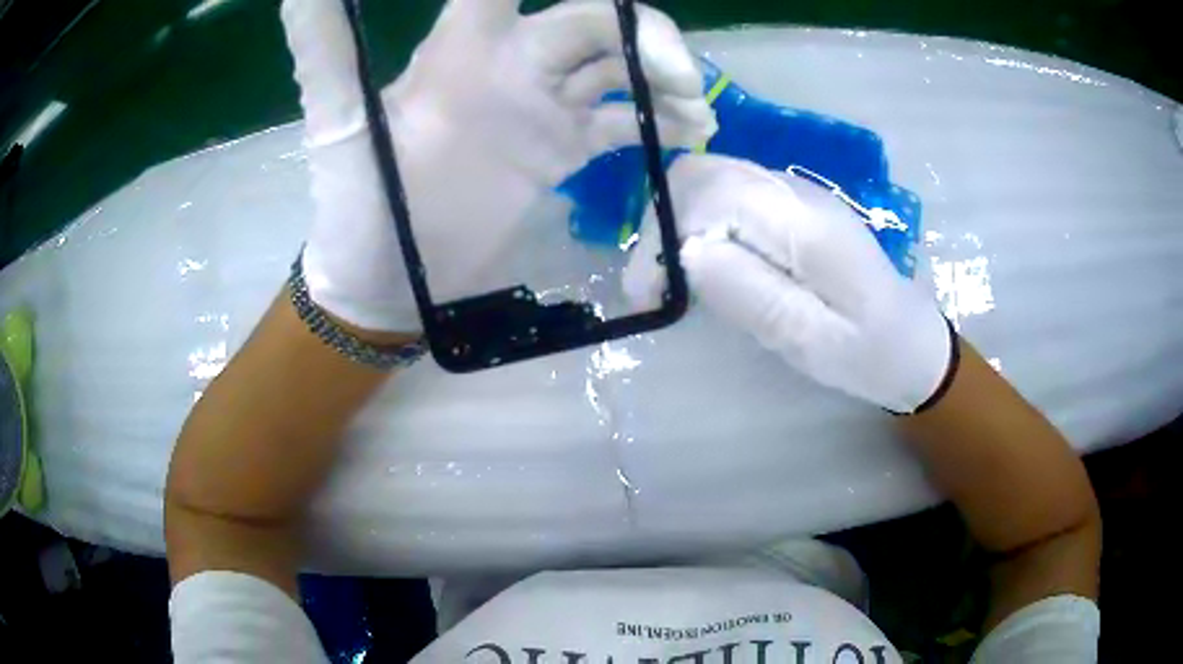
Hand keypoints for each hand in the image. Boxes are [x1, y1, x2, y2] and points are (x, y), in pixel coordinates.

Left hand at [281, 0, 716, 332]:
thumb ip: (325, 53)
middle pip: (593, 20)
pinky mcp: (560, 150)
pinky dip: (656, 122)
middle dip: (643, 34)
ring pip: (617, 65)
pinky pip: (622, 120)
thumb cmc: (357, 208)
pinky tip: (687, 137)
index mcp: (461, 49)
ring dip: (662, 76)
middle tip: (679, 75)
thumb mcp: (338, 128)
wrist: (386, 283)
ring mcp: (540, 107)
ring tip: (695, 110)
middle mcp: (509, 64)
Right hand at [623, 154, 952, 413]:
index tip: (647, 293)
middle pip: (701, 174)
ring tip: (670, 281)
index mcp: (806, 223)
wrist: (911, 343)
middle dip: (662, 224)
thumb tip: (688, 252)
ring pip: (709, 180)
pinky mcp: (791, 207)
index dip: (665, 233)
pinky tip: (702, 265)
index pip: (710, 191)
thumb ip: (754, 295)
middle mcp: (796, 193)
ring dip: (676, 223)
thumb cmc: (870, 353)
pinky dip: (698, 224)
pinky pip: (728, 195)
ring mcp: (794, 195)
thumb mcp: (814, 343)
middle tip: (652, 287)